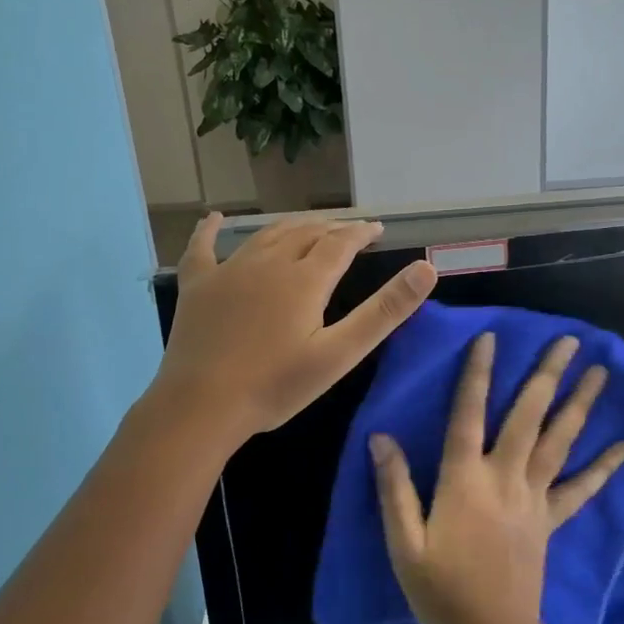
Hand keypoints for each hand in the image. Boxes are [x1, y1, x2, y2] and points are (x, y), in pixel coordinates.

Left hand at [155, 212, 436, 442]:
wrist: (201, 405)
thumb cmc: (276, 385)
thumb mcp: (339, 353)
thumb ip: (384, 311)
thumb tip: (426, 269)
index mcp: (305, 279)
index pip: (341, 243)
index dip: (361, 233)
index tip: (376, 228)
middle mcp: (268, 262)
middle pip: (305, 233)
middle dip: (331, 228)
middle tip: (348, 231)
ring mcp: (228, 270)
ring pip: (266, 235)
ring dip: (291, 226)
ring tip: (308, 226)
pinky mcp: (197, 285)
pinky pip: (203, 248)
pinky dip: (210, 230)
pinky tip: (214, 218)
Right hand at [373, 332, 623, 623]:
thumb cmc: (441, 591)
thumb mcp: (404, 543)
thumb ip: (394, 488)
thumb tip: (381, 437)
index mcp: (464, 480)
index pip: (468, 414)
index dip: (477, 374)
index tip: (491, 338)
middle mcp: (504, 478)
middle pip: (527, 416)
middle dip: (547, 374)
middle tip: (570, 339)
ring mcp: (533, 498)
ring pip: (558, 441)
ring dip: (579, 404)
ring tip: (600, 372)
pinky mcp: (550, 520)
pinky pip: (580, 489)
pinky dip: (602, 466)